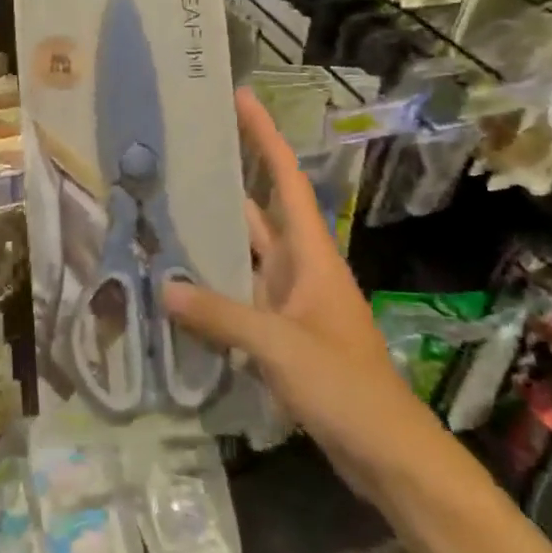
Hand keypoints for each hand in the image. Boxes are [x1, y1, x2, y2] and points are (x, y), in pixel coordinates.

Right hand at [163, 89, 441, 502]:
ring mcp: (289, 300)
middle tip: (178, 153)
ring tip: (162, 209)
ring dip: (212, 235)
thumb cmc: (347, 387)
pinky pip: (239, 294)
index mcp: (310, 253)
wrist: (389, 454)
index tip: (239, 98)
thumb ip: (221, 315)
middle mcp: (298, 266)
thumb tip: (162, 287)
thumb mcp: (280, 346)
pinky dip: (211, 285)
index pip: (286, 179)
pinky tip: (175, 284)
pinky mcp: (280, 332)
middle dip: (226, 178)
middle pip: (259, 209)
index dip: (264, 136)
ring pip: (244, 253)